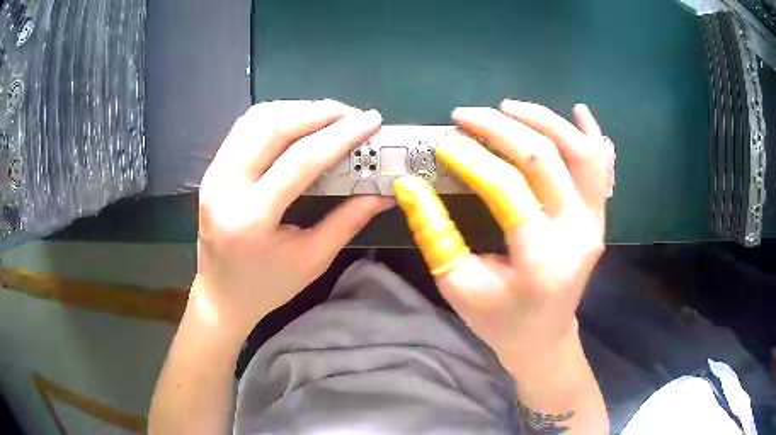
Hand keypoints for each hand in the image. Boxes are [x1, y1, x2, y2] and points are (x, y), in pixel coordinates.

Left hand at [191, 100, 390, 340]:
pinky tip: (299, 123)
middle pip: (274, 126)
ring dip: (297, 109)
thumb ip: (348, 220)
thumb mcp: (312, 260)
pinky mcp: (212, 170)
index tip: (371, 120)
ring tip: (330, 116)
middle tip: (353, 114)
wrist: (220, 296)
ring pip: (256, 119)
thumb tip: (384, 192)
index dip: (340, 135)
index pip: (300, 160)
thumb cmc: (267, 286)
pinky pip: (245, 128)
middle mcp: (225, 187)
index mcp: (251, 218)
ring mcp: (214, 174)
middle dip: (319, 112)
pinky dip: (276, 117)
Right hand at [394, 100, 611, 366]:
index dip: (471, 159)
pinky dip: (591, 134)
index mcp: (540, 259)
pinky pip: (601, 167)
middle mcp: (577, 234)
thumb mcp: (457, 285)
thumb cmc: (499, 320)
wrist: (544, 338)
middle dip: (501, 128)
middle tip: (466, 115)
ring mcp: (595, 222)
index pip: (507, 189)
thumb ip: (434, 234)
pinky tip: (578, 110)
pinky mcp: (599, 218)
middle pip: (545, 159)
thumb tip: (409, 185)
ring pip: (580, 153)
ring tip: (508, 108)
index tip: (443, 143)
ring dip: (544, 121)